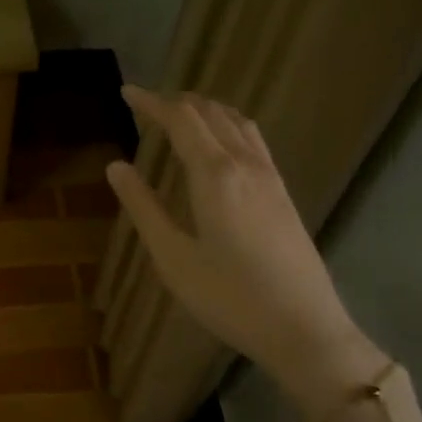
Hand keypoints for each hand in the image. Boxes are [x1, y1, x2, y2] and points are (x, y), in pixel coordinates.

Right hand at [106, 86, 383, 420]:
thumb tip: (116, 166)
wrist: (304, 329)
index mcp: (215, 175)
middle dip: (177, 102)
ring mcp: (270, 178)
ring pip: (238, 123)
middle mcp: (246, 165)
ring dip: (206, 110)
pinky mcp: (283, 194)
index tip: (126, 92)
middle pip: (211, 114)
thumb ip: (143, 207)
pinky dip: (228, 126)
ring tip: (180, 114)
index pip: (181, 120)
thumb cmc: (229, 297)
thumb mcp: (173, 257)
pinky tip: (220, 145)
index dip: (152, 103)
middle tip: (146, 104)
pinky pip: (253, 141)